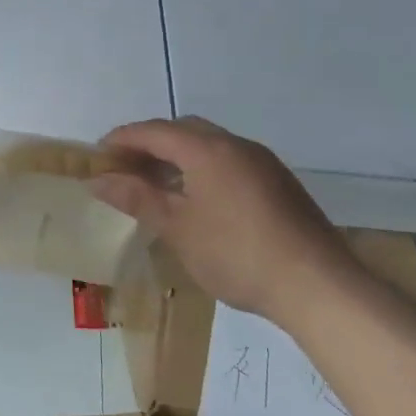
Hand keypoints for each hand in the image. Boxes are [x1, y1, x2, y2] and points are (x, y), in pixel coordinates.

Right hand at [90, 117, 358, 320]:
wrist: (318, 286)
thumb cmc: (236, 253)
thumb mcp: (177, 228)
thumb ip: (137, 198)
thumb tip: (98, 180)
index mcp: (207, 149)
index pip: (153, 131)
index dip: (122, 139)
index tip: (98, 154)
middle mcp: (236, 145)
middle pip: (183, 129)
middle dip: (150, 143)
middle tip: (126, 168)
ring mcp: (262, 162)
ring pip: (209, 144)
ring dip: (178, 155)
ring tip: (157, 185)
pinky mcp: (279, 182)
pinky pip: (230, 160)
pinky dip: (203, 168)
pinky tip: (197, 199)